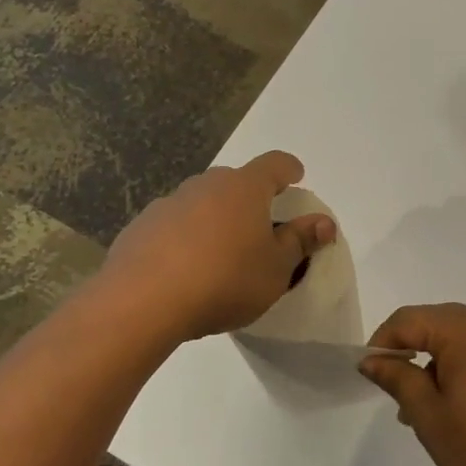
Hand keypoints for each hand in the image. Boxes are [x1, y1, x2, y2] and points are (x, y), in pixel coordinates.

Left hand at [102, 152, 335, 341]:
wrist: (143, 301)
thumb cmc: (225, 280)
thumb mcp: (276, 268)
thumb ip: (300, 241)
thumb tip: (324, 222)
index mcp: (244, 188)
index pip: (275, 164)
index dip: (289, 169)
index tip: (296, 177)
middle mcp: (205, 185)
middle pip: (236, 182)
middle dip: (251, 198)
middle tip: (260, 227)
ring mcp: (169, 203)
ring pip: (202, 203)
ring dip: (216, 219)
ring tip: (221, 254)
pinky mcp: (140, 227)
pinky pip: (174, 225)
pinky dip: (185, 238)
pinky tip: (184, 269)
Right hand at [358, 304, 465, 465]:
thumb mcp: (430, 416)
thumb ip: (398, 379)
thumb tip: (372, 359)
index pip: (408, 319)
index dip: (382, 342)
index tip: (370, 375)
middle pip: (436, 323)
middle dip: (411, 353)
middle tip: (398, 397)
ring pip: (462, 337)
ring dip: (439, 362)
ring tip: (429, 410)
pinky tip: (463, 405)